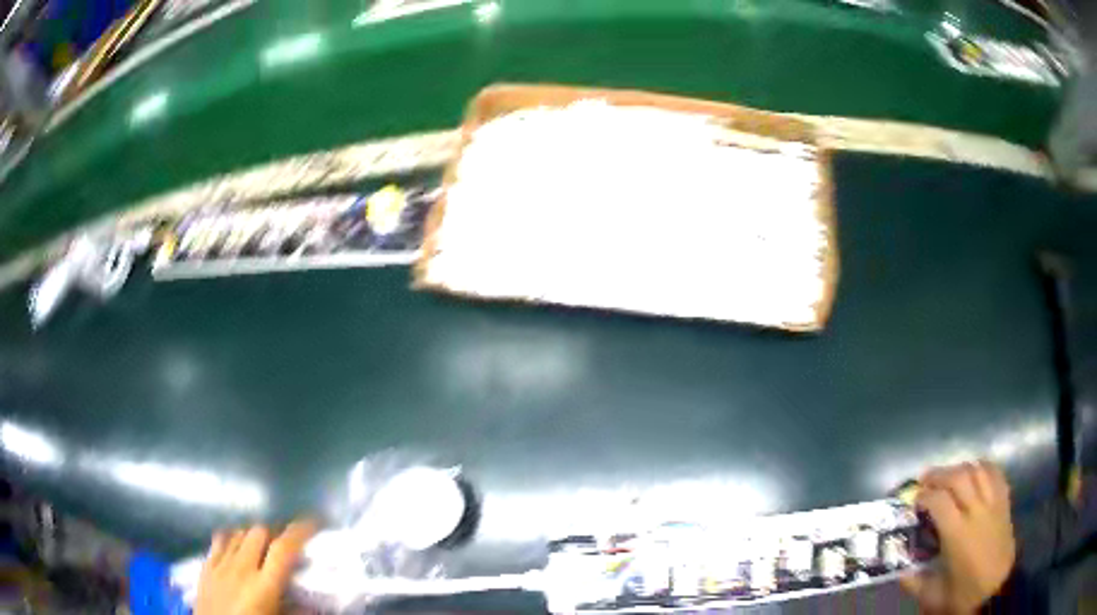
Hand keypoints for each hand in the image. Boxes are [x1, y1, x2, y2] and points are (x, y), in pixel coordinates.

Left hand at [195, 520, 316, 614]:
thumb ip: (297, 613)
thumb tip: (316, 605)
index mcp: (264, 586)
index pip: (283, 549)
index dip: (300, 531)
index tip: (314, 522)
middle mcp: (241, 568)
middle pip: (259, 532)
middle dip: (275, 532)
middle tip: (287, 541)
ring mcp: (220, 564)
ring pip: (239, 532)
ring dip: (254, 534)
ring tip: (263, 545)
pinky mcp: (206, 566)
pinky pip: (219, 540)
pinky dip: (232, 537)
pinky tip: (237, 547)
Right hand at [900, 461, 1015, 613]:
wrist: (996, 590)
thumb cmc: (964, 594)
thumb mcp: (933, 596)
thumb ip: (914, 582)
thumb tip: (899, 570)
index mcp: (957, 534)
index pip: (939, 500)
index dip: (924, 495)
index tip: (914, 500)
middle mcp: (976, 511)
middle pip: (959, 477)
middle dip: (939, 475)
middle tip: (925, 480)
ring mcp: (993, 503)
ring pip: (978, 470)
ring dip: (960, 468)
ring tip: (948, 475)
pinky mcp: (1004, 502)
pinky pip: (996, 474)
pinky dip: (983, 467)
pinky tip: (975, 472)